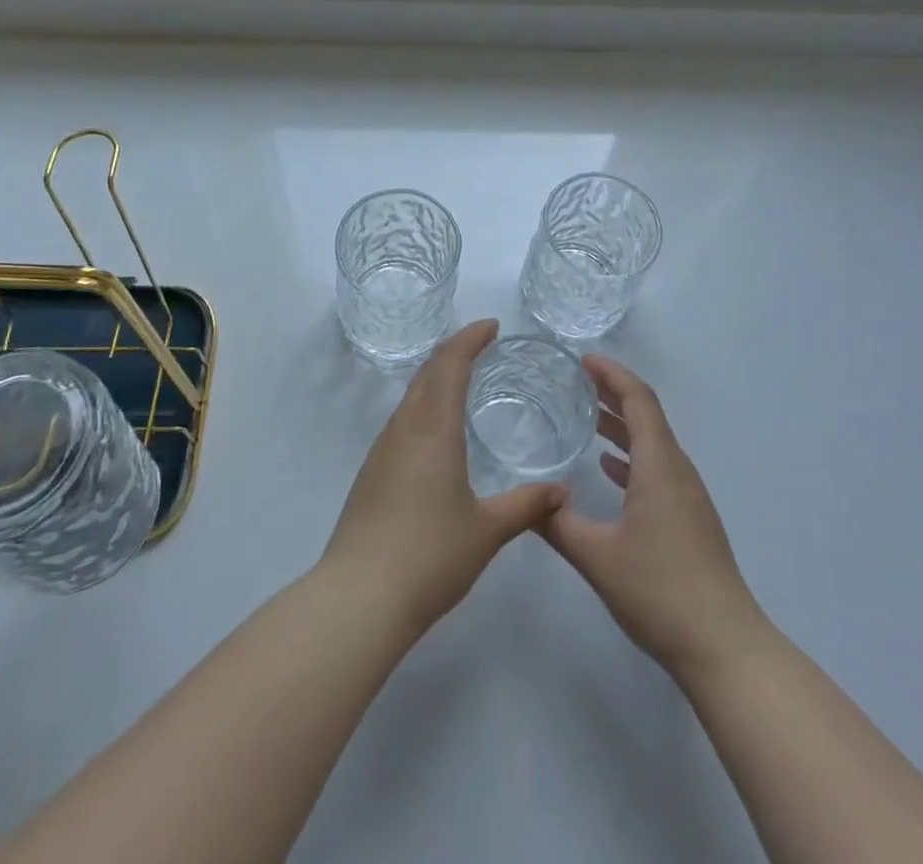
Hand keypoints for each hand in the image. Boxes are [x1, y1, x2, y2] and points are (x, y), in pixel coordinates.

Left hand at [320, 320, 567, 637]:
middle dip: (453, 351)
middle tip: (482, 345)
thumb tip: (562, 492)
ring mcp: (382, 449)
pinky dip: (423, 405)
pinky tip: (437, 430)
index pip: (449, 364)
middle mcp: (404, 428)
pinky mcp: (371, 473)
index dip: (470, 338)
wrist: (359, 597)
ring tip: (463, 380)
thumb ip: (527, 505)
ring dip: (435, 377)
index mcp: (433, 428)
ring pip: (411, 395)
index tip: (492, 326)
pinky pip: (402, 420)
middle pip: (426, 372)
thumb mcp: (488, 530)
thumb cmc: (430, 555)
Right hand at [541, 355, 769, 678]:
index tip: (583, 360)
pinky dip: (632, 456)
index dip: (612, 374)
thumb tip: (529, 499)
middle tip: (577, 381)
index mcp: (659, 465)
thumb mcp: (596, 557)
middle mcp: (677, 471)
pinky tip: (609, 468)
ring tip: (587, 418)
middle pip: (647, 416)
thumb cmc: (660, 591)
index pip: (638, 400)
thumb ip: (557, 524)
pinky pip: (658, 469)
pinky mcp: (690, 520)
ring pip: (653, 444)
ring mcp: (688, 497)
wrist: (724, 647)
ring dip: (623, 425)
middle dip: (614, 393)